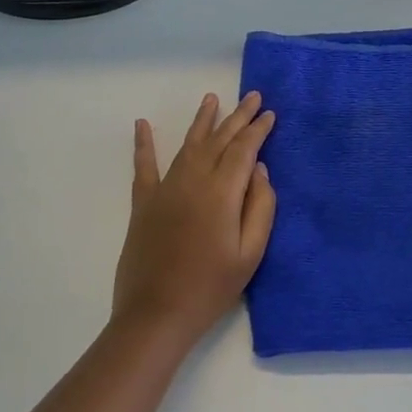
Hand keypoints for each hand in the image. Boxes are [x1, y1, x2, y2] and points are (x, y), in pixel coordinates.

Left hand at [112, 92, 276, 345]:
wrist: (156, 315)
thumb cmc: (211, 288)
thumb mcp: (250, 254)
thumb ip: (260, 207)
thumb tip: (259, 169)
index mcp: (222, 193)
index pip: (244, 150)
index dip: (258, 130)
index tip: (270, 113)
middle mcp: (193, 180)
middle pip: (219, 140)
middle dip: (237, 117)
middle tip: (252, 96)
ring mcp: (165, 189)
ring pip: (188, 144)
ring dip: (202, 121)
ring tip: (212, 99)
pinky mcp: (144, 203)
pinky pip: (144, 166)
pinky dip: (143, 143)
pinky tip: (142, 124)